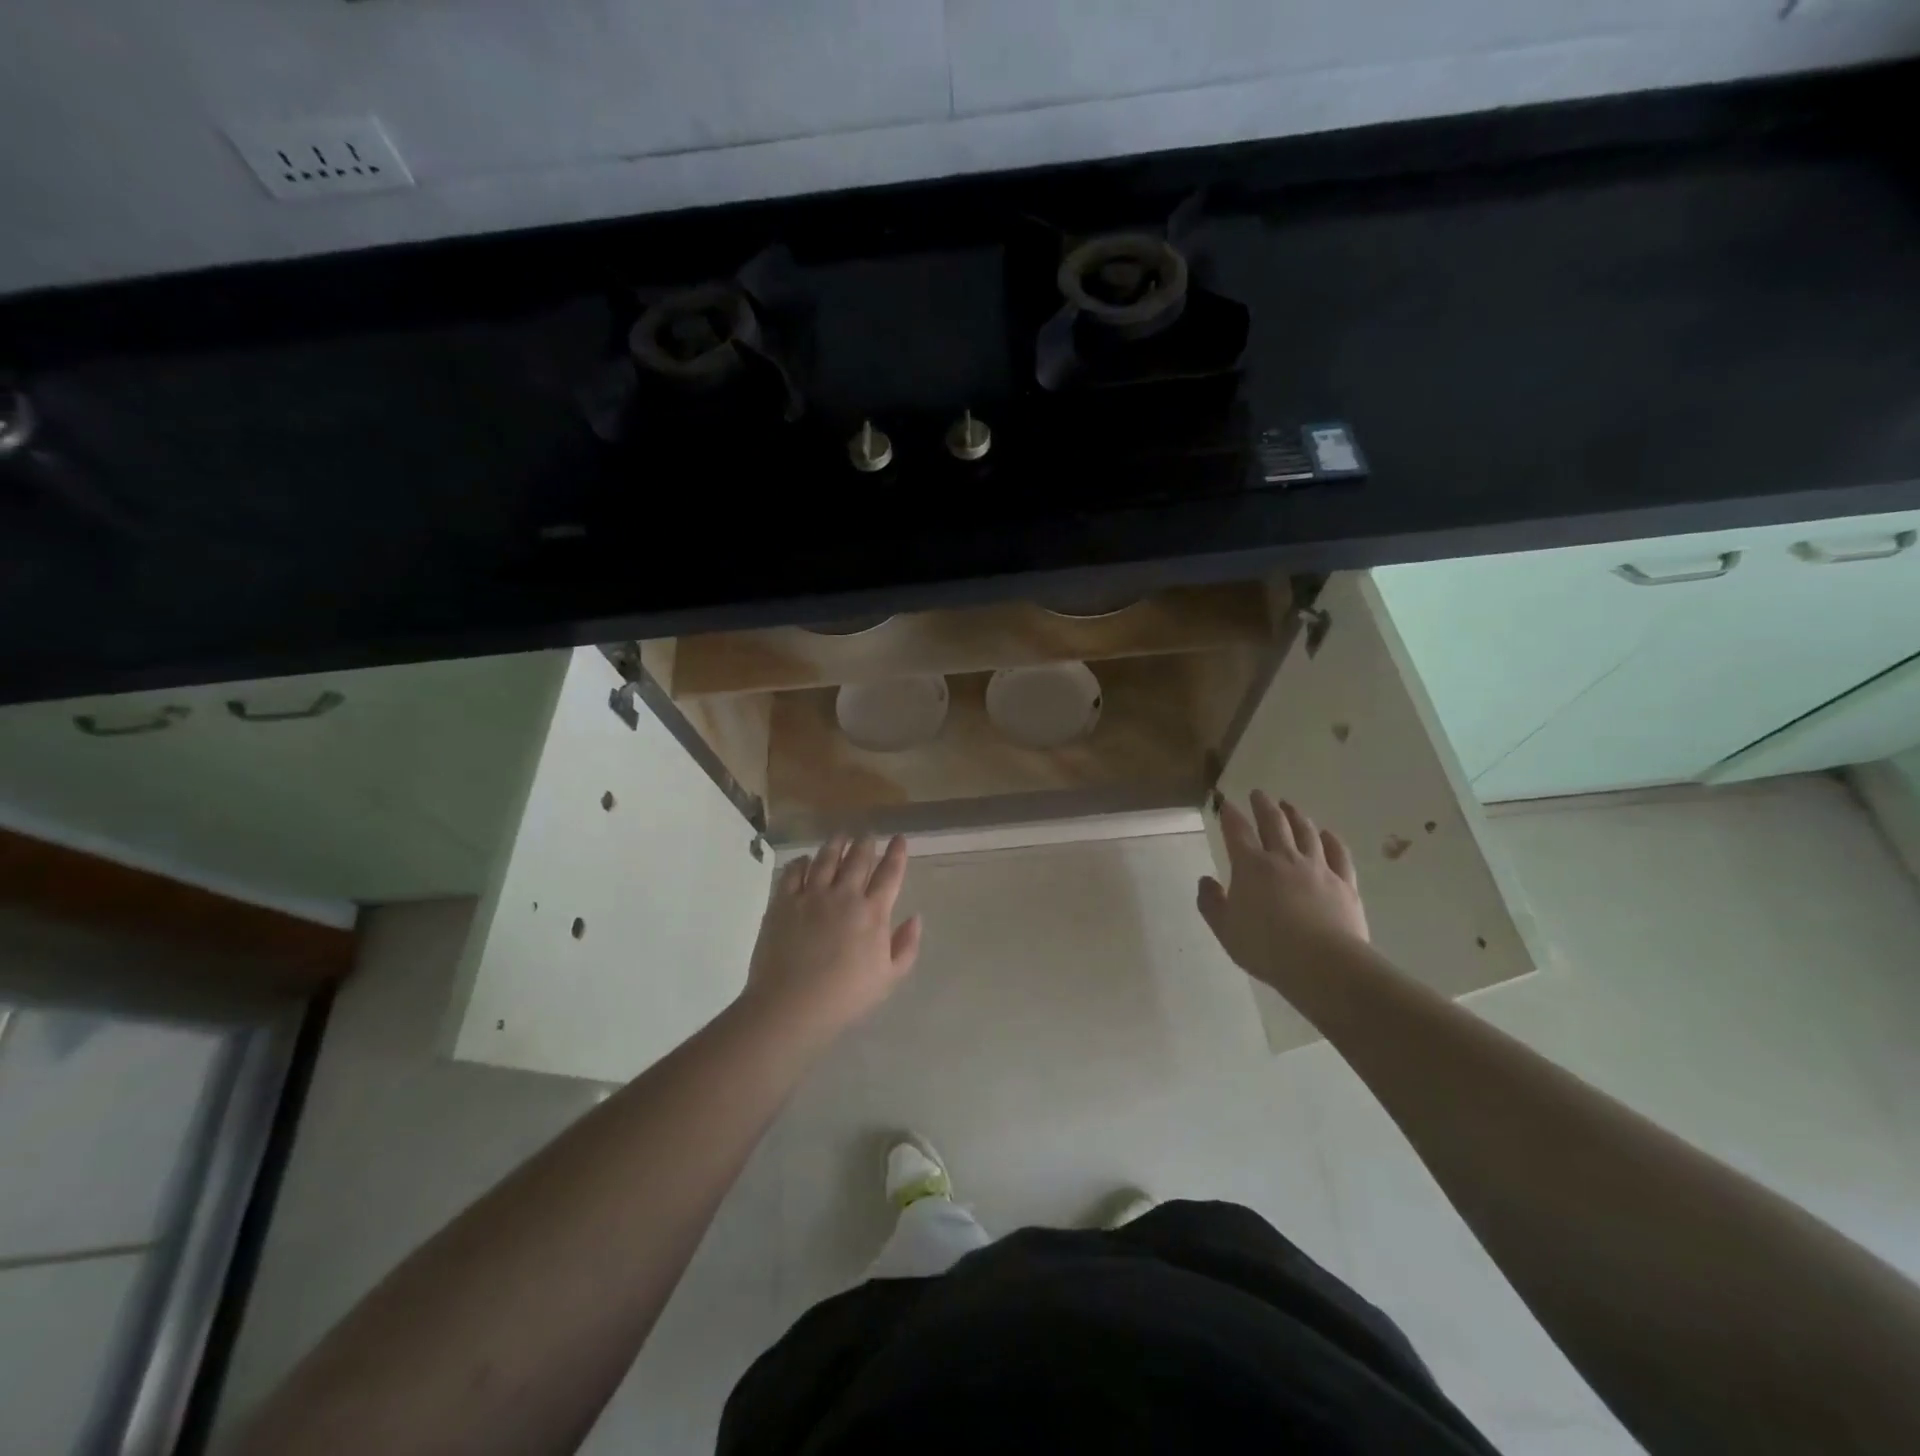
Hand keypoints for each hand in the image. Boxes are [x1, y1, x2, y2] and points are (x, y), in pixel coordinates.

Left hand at [741, 834, 922, 1041]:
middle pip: (858, 858)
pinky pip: (793, 872)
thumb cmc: (845, 996)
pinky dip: (802, 862)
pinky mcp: (784, 901)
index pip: (890, 873)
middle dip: (866, 843)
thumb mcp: (888, 978)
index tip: (900, 838)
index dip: (897, 853)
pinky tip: (805, 860)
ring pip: (827, 858)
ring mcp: (812, 895)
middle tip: (867, 834)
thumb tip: (915, 917)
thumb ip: (906, 946)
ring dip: (836, 844)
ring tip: (841, 836)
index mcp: (873, 912)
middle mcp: (845, 895)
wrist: (791, 1005)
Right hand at [1197, 791, 1368, 990]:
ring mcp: (1317, 868)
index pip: (1237, 831)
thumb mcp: (1225, 930)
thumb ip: (1212, 903)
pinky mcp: (1344, 883)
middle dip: (1264, 805)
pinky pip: (1338, 854)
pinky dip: (1331, 840)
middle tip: (1259, 794)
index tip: (1225, 803)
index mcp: (1251, 866)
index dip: (1230, 815)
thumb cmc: (1266, 948)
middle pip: (1273, 823)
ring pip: (1305, 832)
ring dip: (1295, 815)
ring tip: (1289, 806)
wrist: (1324, 964)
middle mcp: (1283, 858)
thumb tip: (1205, 881)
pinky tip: (1327, 834)